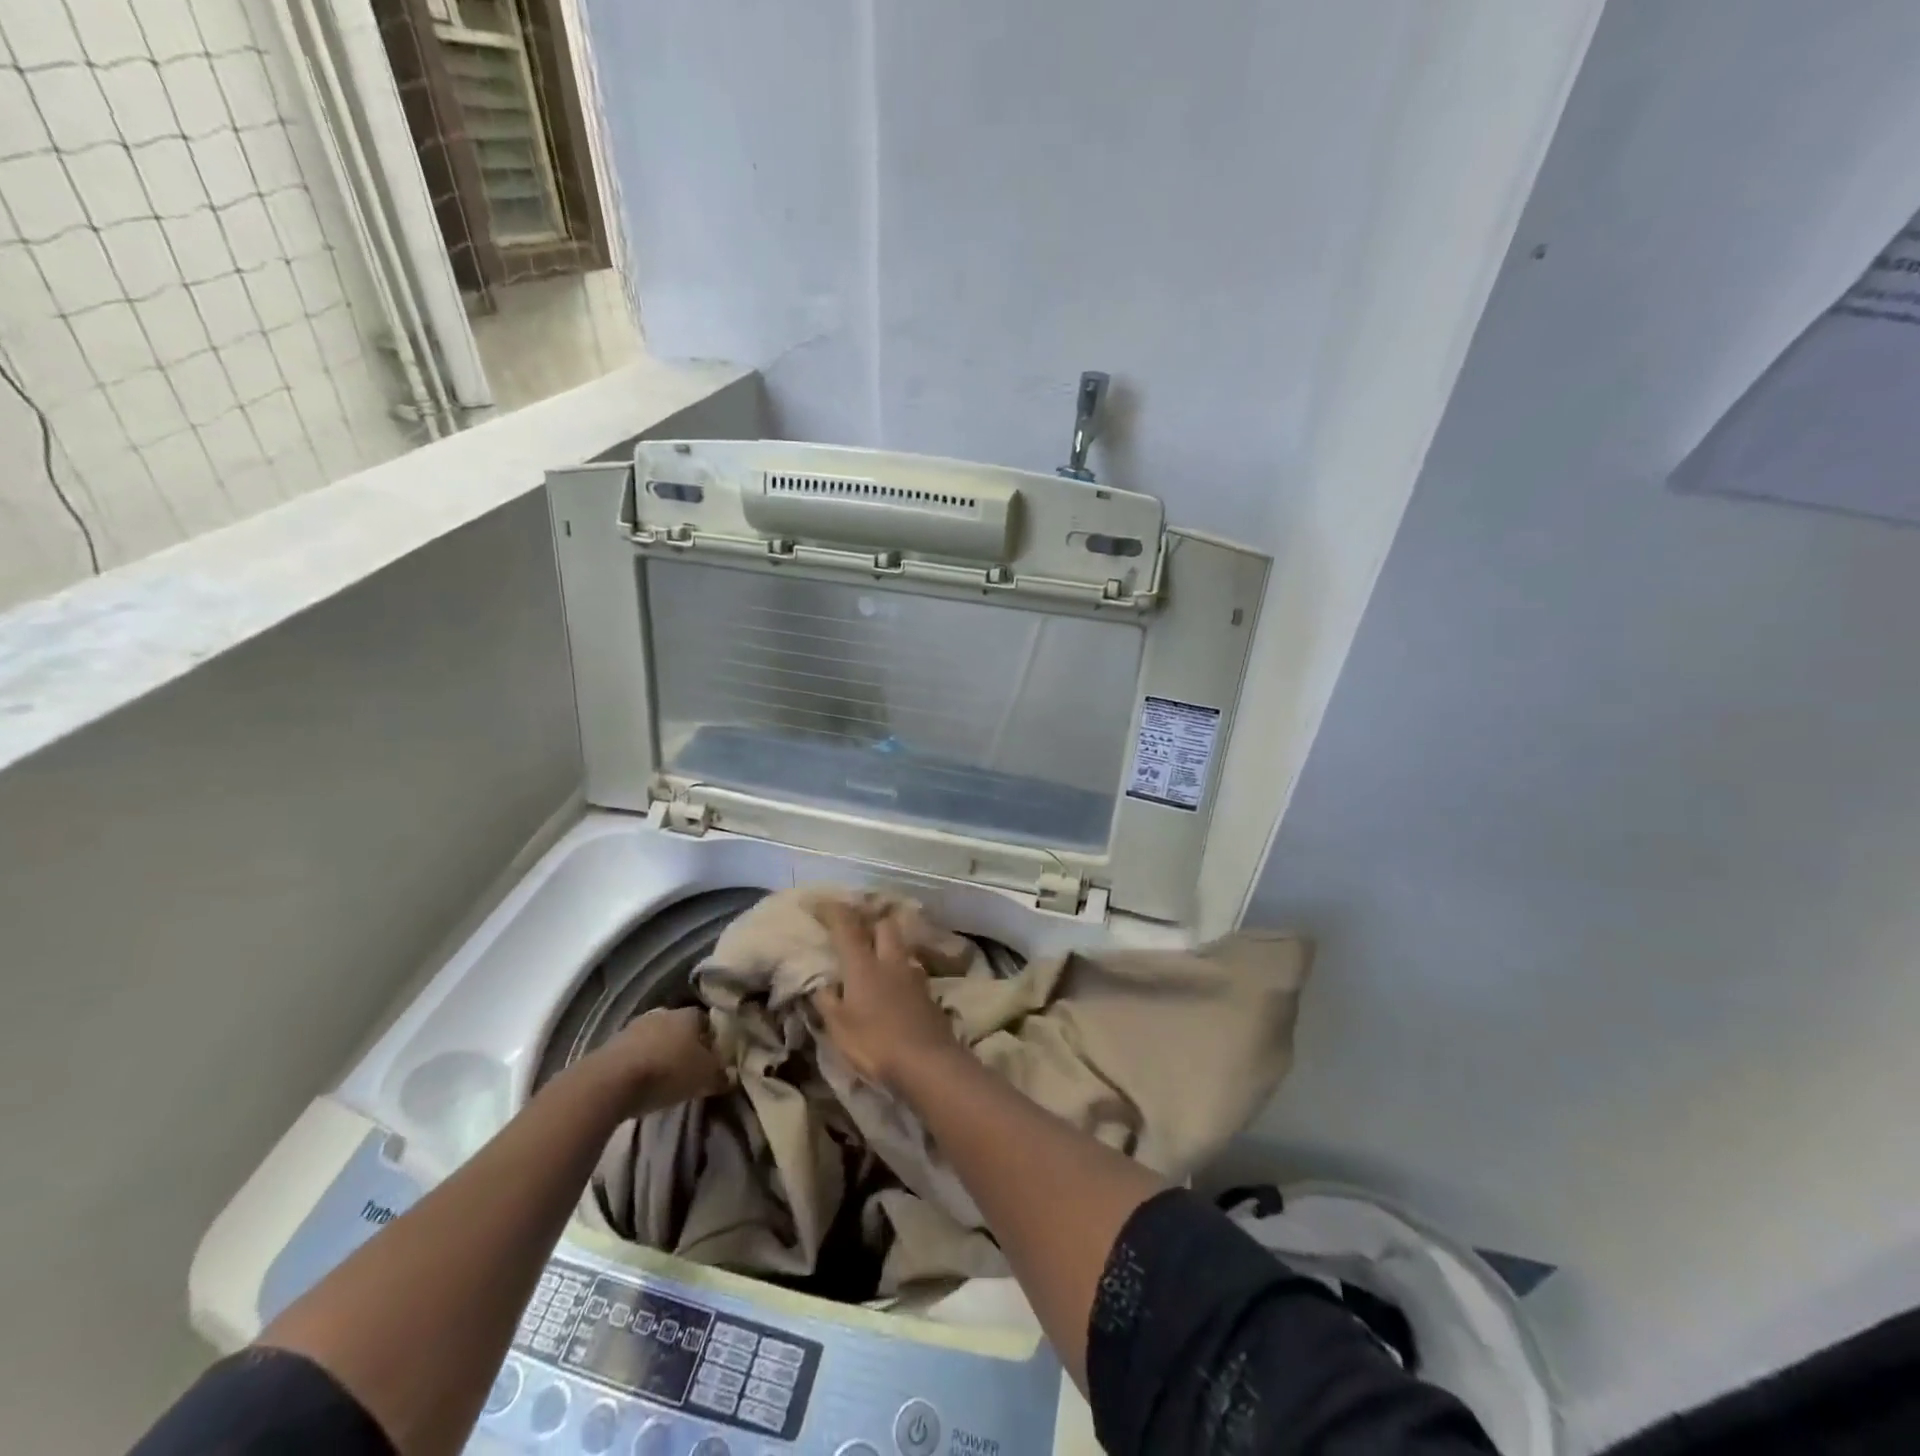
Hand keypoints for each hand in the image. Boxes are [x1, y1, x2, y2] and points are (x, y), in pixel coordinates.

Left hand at [589, 1007, 729, 1110]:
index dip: (713, 1040)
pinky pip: (634, 1053)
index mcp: (690, 1014)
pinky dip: (640, 1064)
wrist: (610, 1082)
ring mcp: (634, 1026)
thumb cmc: (667, 1072)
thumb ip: (721, 1075)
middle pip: (680, 1028)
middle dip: (685, 1046)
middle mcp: (664, 1013)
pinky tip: (641, 1083)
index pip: (708, 1021)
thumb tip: (730, 1076)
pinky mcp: (611, 1045)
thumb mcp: (705, 1078)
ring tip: (664, 1079)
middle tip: (690, 1069)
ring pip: (655, 1039)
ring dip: (660, 1054)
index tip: (714, 1059)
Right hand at [812, 902, 956, 1090]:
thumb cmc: (876, 1043)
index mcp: (864, 966)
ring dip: (889, 946)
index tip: (821, 902)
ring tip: (877, 957)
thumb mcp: (839, 1028)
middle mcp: (891, 962)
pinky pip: (911, 970)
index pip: (847, 927)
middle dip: (871, 921)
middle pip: (885, 925)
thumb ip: (827, 1002)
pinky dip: (900, 970)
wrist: (928, 1062)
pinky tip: (895, 985)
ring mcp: (914, 976)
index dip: (833, 911)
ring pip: (901, 947)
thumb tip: (820, 985)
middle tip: (858, 928)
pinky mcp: (929, 993)